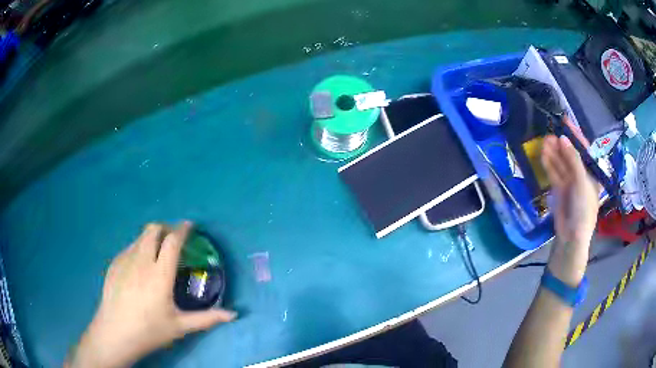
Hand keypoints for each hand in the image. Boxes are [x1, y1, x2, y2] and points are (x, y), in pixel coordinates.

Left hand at [68, 221, 235, 367]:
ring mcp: (125, 260)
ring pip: (140, 237)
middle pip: (153, 230)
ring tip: (157, 250)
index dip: (182, 230)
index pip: (172, 241)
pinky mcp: (114, 264)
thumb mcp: (180, 326)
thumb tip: (233, 315)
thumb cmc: (150, 330)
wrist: (116, 332)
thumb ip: (207, 318)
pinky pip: (129, 247)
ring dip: (152, 237)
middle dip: (165, 227)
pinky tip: (140, 265)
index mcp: (160, 274)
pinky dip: (139, 247)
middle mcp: (142, 261)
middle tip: (173, 237)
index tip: (190, 226)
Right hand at [541, 136, 599, 285]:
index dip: (575, 135)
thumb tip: (562, 138)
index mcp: (591, 174)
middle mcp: (581, 176)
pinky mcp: (560, 190)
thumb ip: (573, 160)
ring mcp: (570, 182)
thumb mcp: (582, 183)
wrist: (572, 237)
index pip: (584, 150)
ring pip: (561, 163)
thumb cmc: (584, 210)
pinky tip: (543, 155)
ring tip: (543, 142)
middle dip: (561, 144)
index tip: (565, 121)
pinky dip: (549, 164)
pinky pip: (554, 173)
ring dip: (553, 153)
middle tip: (549, 134)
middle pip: (571, 155)